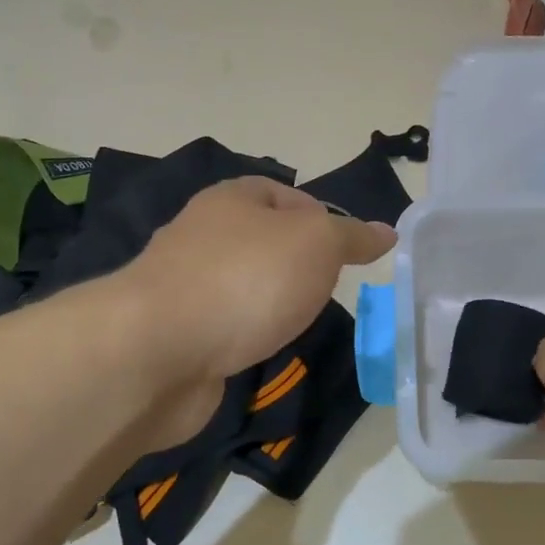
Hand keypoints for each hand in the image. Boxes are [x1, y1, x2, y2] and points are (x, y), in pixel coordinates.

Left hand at [123, 178, 394, 438]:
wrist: (158, 350)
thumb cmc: (246, 279)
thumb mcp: (316, 243)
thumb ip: (352, 236)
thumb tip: (386, 231)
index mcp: (231, 199)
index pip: (282, 194)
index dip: (319, 216)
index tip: (347, 251)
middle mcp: (202, 235)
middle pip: (260, 240)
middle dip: (296, 263)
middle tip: (329, 289)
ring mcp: (184, 286)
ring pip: (241, 286)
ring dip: (269, 302)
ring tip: (300, 323)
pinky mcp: (175, 334)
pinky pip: (222, 326)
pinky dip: (244, 336)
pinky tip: (261, 350)